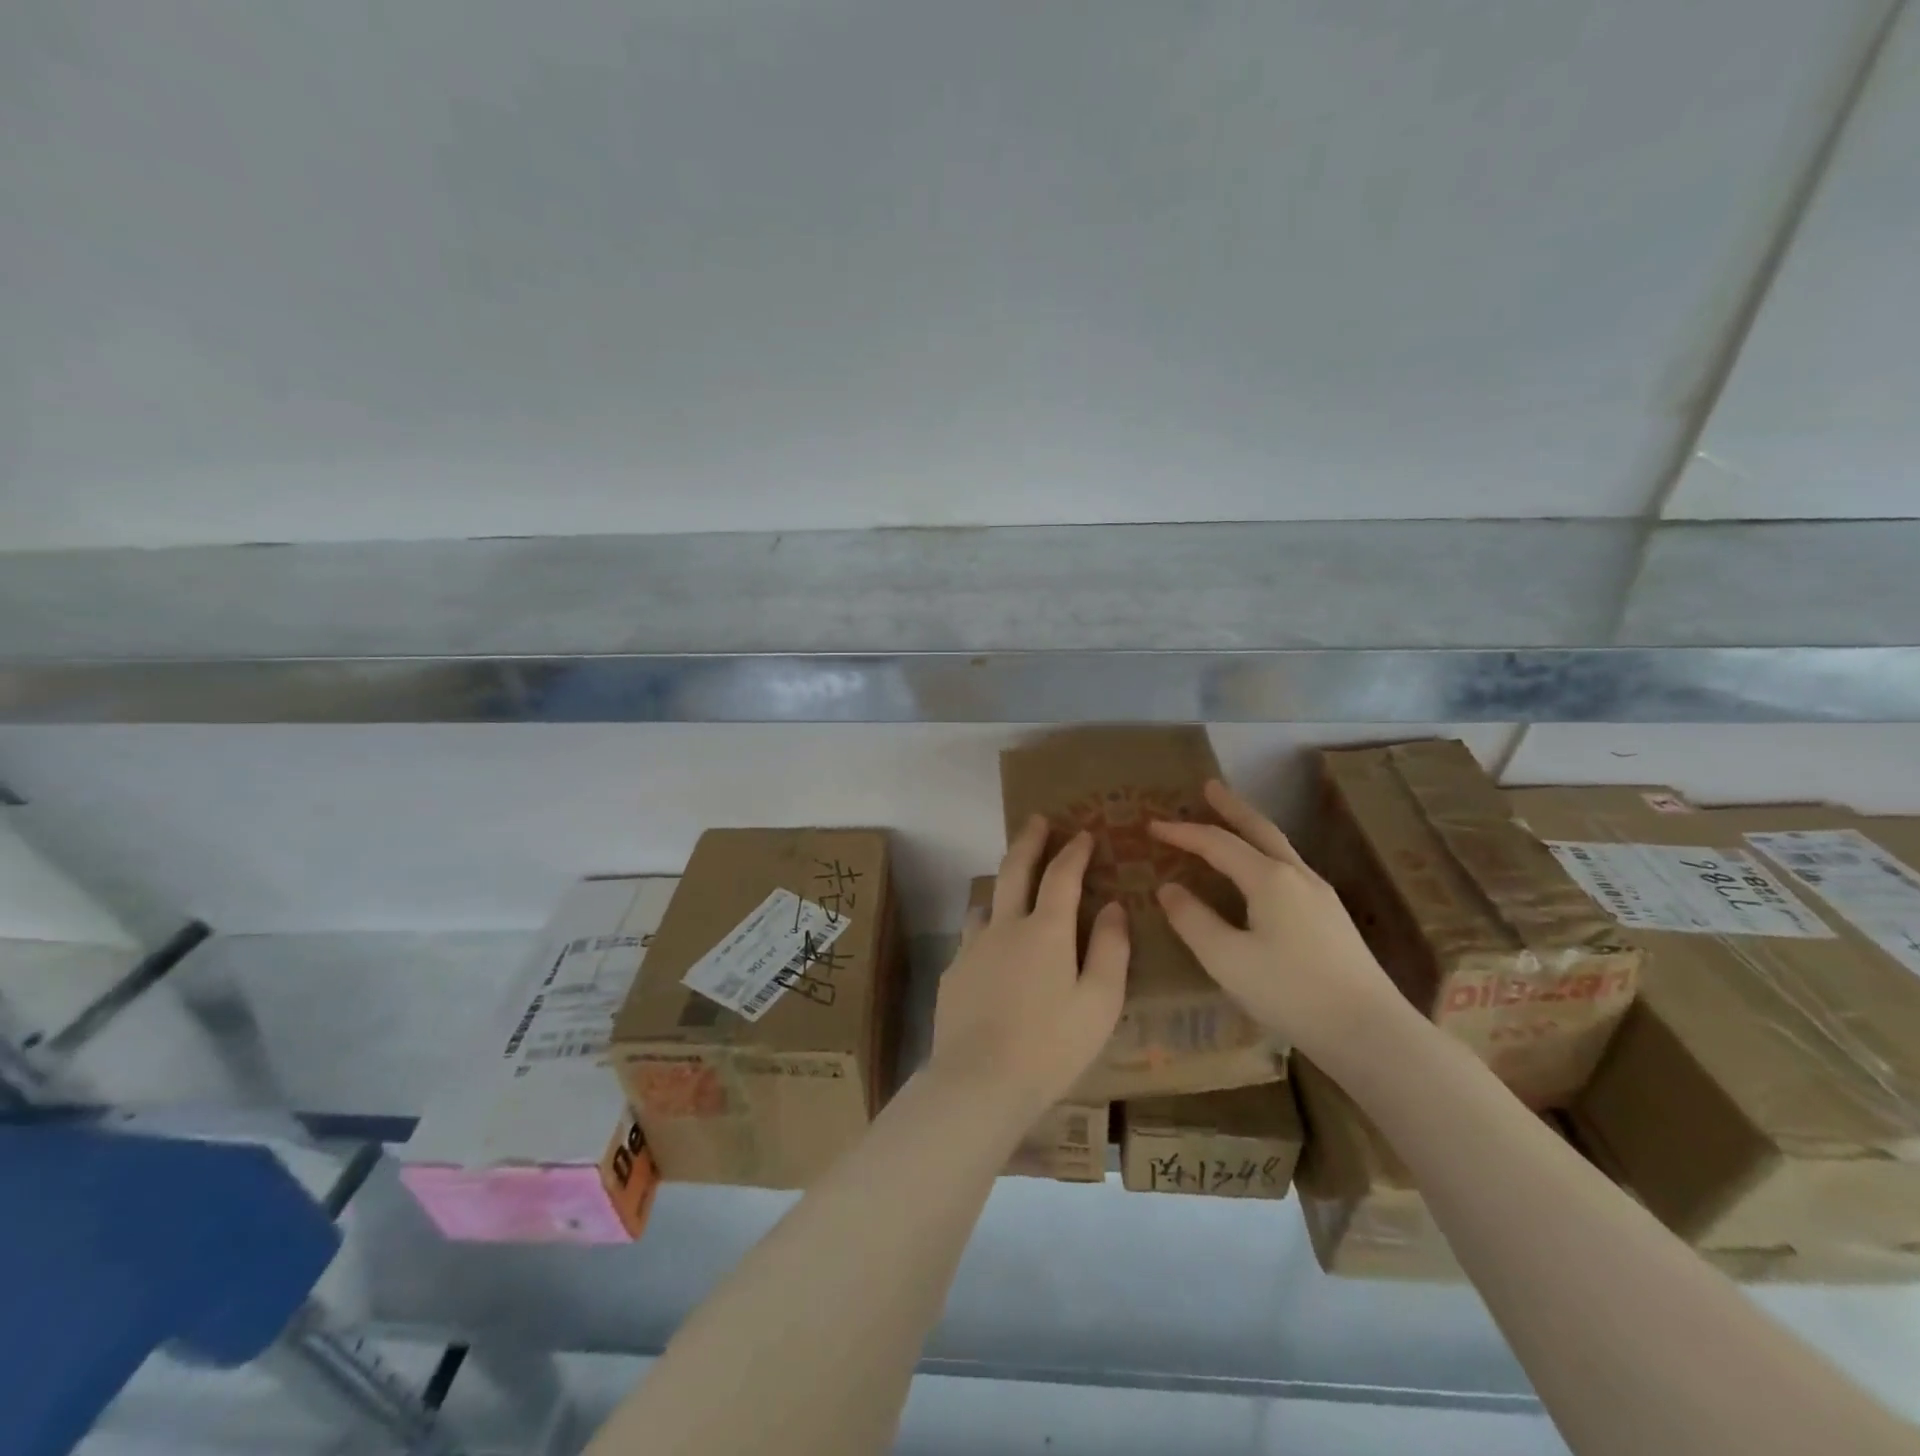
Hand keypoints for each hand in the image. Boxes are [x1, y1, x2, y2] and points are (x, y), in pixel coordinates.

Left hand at [927, 815, 1128, 1121]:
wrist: (979, 1081)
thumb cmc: (1051, 1045)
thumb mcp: (1099, 1002)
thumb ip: (1109, 950)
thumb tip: (1113, 907)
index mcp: (1045, 930)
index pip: (1061, 875)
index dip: (1074, 851)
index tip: (1083, 833)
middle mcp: (1005, 926)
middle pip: (1014, 869)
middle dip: (1029, 841)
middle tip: (1036, 820)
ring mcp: (972, 947)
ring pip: (986, 902)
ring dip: (1002, 886)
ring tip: (1012, 888)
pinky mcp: (952, 972)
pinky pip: (971, 938)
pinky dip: (986, 930)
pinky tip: (991, 953)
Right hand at [1148, 780, 1405, 1060]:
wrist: (1369, 1031)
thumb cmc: (1290, 992)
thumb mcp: (1226, 959)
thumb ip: (1193, 920)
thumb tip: (1169, 888)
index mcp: (1269, 879)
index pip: (1217, 843)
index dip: (1182, 832)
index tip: (1152, 825)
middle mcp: (1297, 876)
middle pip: (1259, 829)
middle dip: (1231, 806)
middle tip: (1209, 786)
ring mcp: (1320, 895)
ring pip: (1279, 847)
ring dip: (1251, 828)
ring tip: (1231, 821)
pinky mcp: (1332, 917)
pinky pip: (1289, 867)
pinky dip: (1264, 853)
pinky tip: (1261, 872)